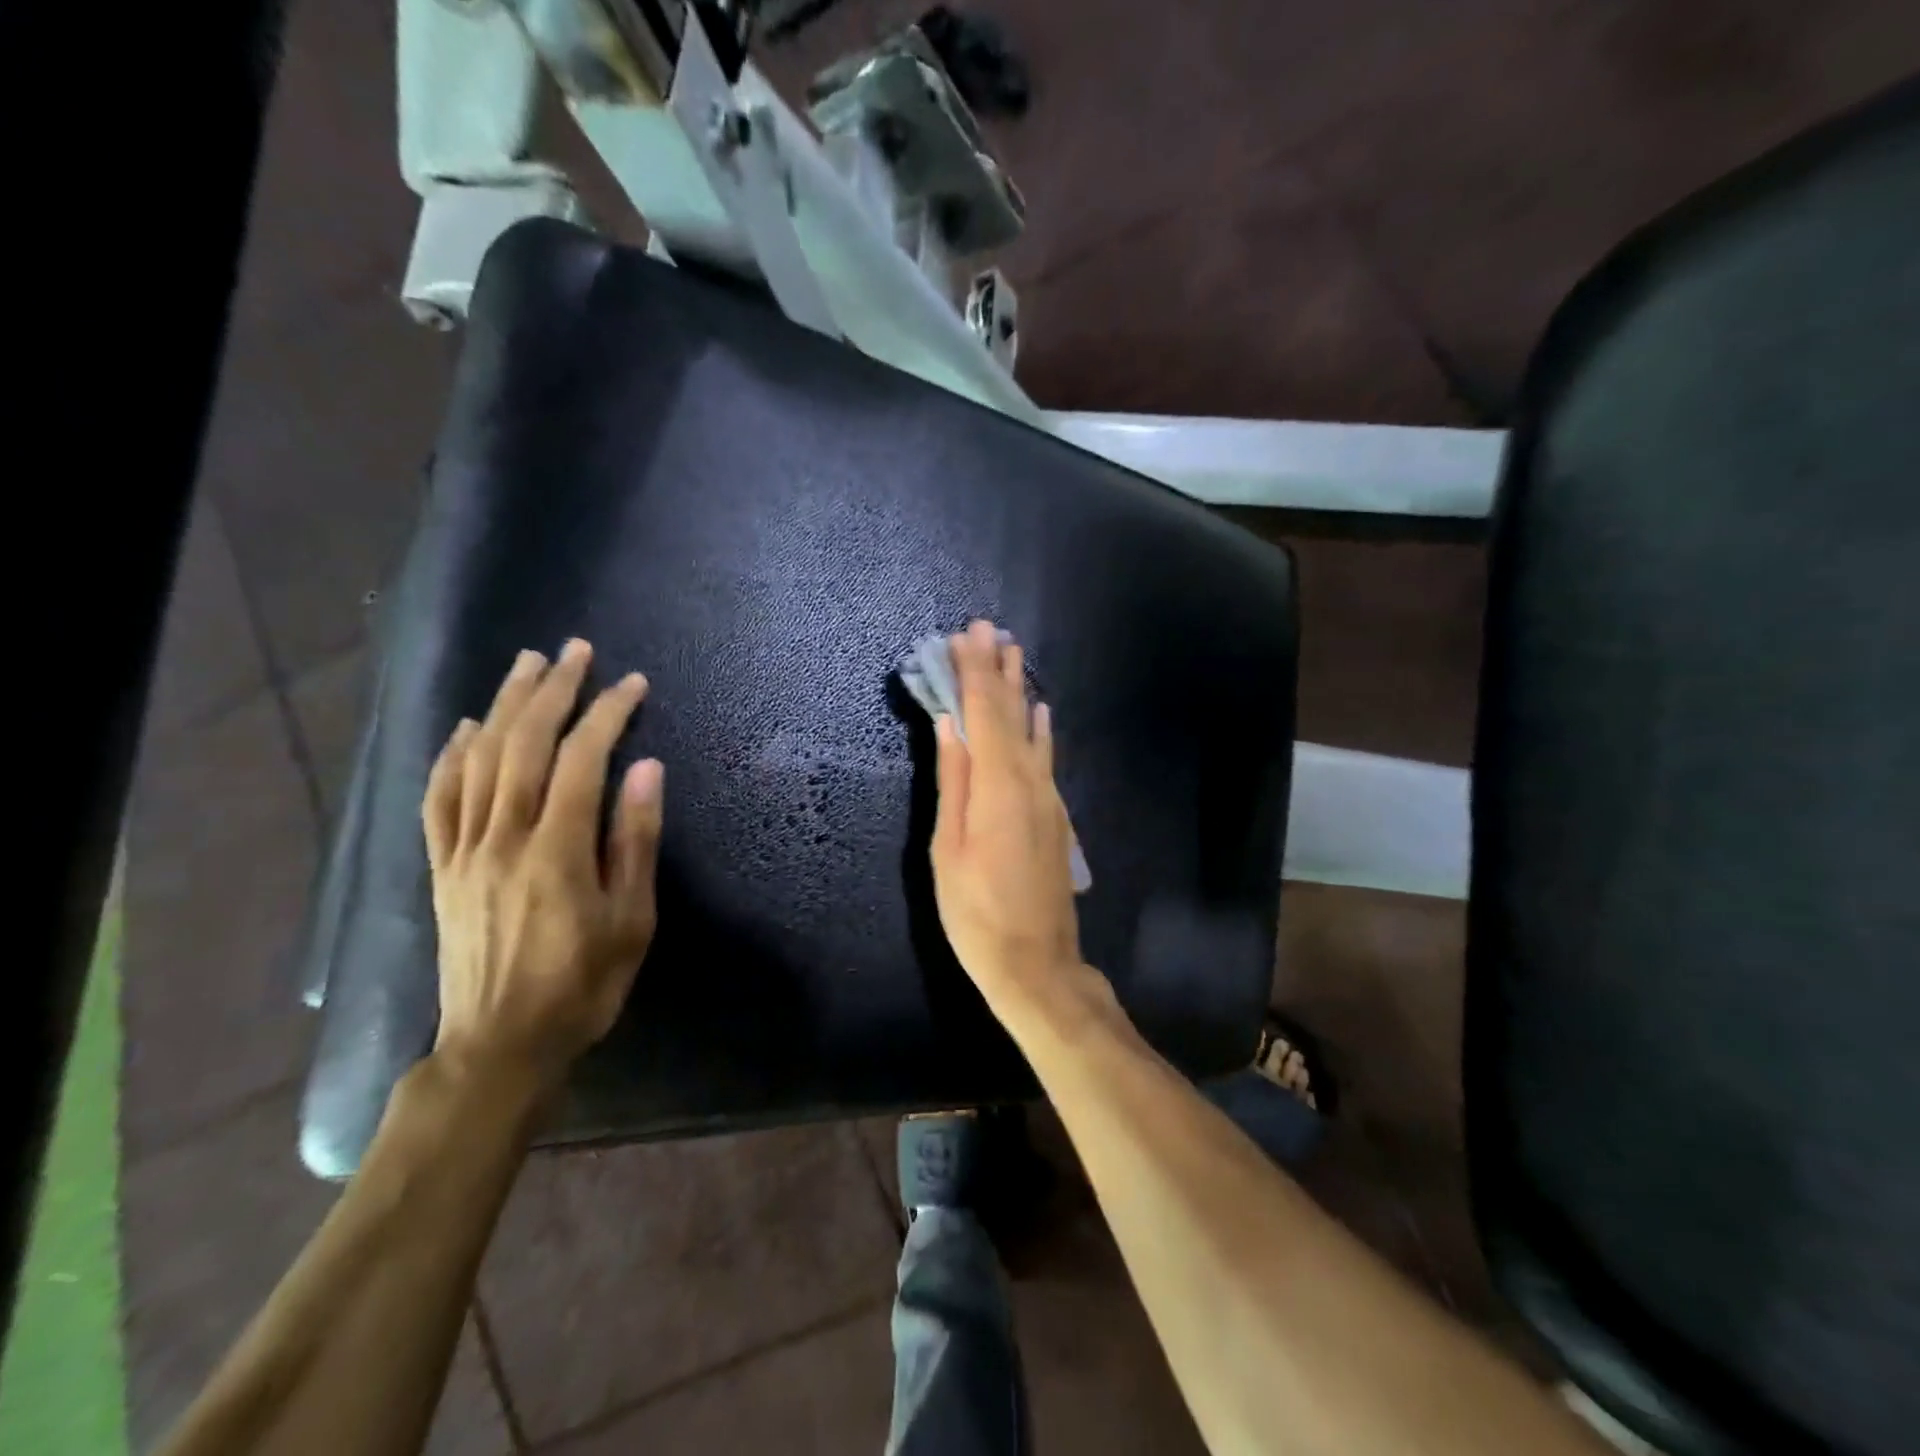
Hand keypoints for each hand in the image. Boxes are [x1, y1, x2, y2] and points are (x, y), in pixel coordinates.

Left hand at [422, 638, 664, 1093]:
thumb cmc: (583, 985)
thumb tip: (647, 769)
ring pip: (477, 760)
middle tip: (575, 652)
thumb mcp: (631, 919)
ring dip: (503, 706)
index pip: (582, 760)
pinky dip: (450, 755)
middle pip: (522, 745)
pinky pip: (438, 799)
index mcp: (556, 850)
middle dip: (551, 691)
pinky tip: (463, 728)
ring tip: (526, 666)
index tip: (633, 683)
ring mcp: (464, 851)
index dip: (607, 714)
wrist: (500, 1046)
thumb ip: (635, 839)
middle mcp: (502, 838)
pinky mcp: (441, 868)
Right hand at [931, 620, 1082, 1016]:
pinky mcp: (1056, 816)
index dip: (973, 672)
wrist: (1036, 962)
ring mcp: (1048, 798)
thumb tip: (950, 725)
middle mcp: (1030, 782)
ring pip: (1032, 732)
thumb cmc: (975, 912)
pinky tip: (1041, 713)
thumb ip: (953, 782)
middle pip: (1012, 714)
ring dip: (1020, 691)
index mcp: (998, 787)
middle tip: (988, 628)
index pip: (984, 714)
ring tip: (1013, 654)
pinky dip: (1041, 729)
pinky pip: (1047, 758)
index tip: (964, 635)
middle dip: (998, 669)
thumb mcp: (947, 849)